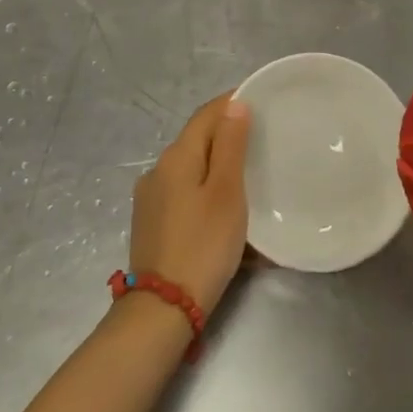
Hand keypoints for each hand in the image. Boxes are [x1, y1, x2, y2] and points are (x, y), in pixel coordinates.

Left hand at [129, 95, 250, 316]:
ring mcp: (150, 198)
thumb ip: (231, 145)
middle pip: (197, 139)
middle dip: (227, 134)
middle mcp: (157, 170)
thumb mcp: (227, 191)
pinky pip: (183, 191)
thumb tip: (234, 104)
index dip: (232, 103)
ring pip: (190, 167)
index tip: (261, 102)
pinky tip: (222, 205)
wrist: (163, 309)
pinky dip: (205, 187)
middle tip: (262, 139)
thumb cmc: (204, 244)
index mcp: (176, 156)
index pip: (206, 114)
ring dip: (216, 163)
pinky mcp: (151, 223)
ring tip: (247, 173)